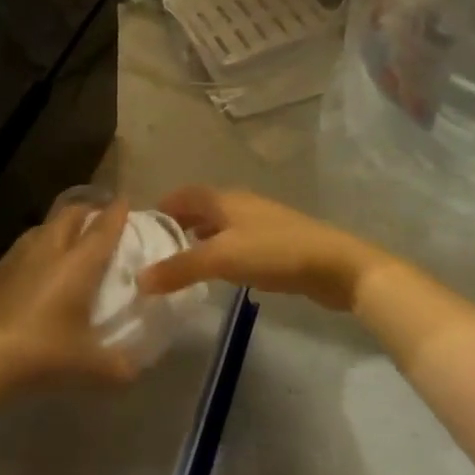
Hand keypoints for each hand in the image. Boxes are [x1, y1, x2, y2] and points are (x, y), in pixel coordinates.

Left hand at [0, 201, 139, 391]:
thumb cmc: (42, 353)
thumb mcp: (88, 367)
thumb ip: (118, 366)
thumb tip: (134, 370)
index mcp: (77, 264)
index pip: (102, 229)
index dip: (116, 213)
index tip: (124, 201)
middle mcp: (48, 251)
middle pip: (69, 216)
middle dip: (86, 211)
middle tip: (96, 219)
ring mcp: (15, 258)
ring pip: (41, 228)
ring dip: (56, 228)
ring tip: (65, 240)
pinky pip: (19, 250)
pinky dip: (33, 252)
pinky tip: (31, 271)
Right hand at [137, 187, 393, 311]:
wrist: (334, 265)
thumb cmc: (274, 252)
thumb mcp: (221, 259)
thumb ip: (180, 268)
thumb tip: (139, 280)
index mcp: (224, 199)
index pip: (185, 194)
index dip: (163, 207)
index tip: (141, 228)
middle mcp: (240, 204)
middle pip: (202, 208)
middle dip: (179, 224)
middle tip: (156, 250)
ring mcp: (260, 223)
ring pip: (220, 226)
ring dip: (200, 239)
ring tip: (181, 263)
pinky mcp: (276, 244)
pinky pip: (237, 242)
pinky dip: (220, 252)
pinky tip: (219, 273)